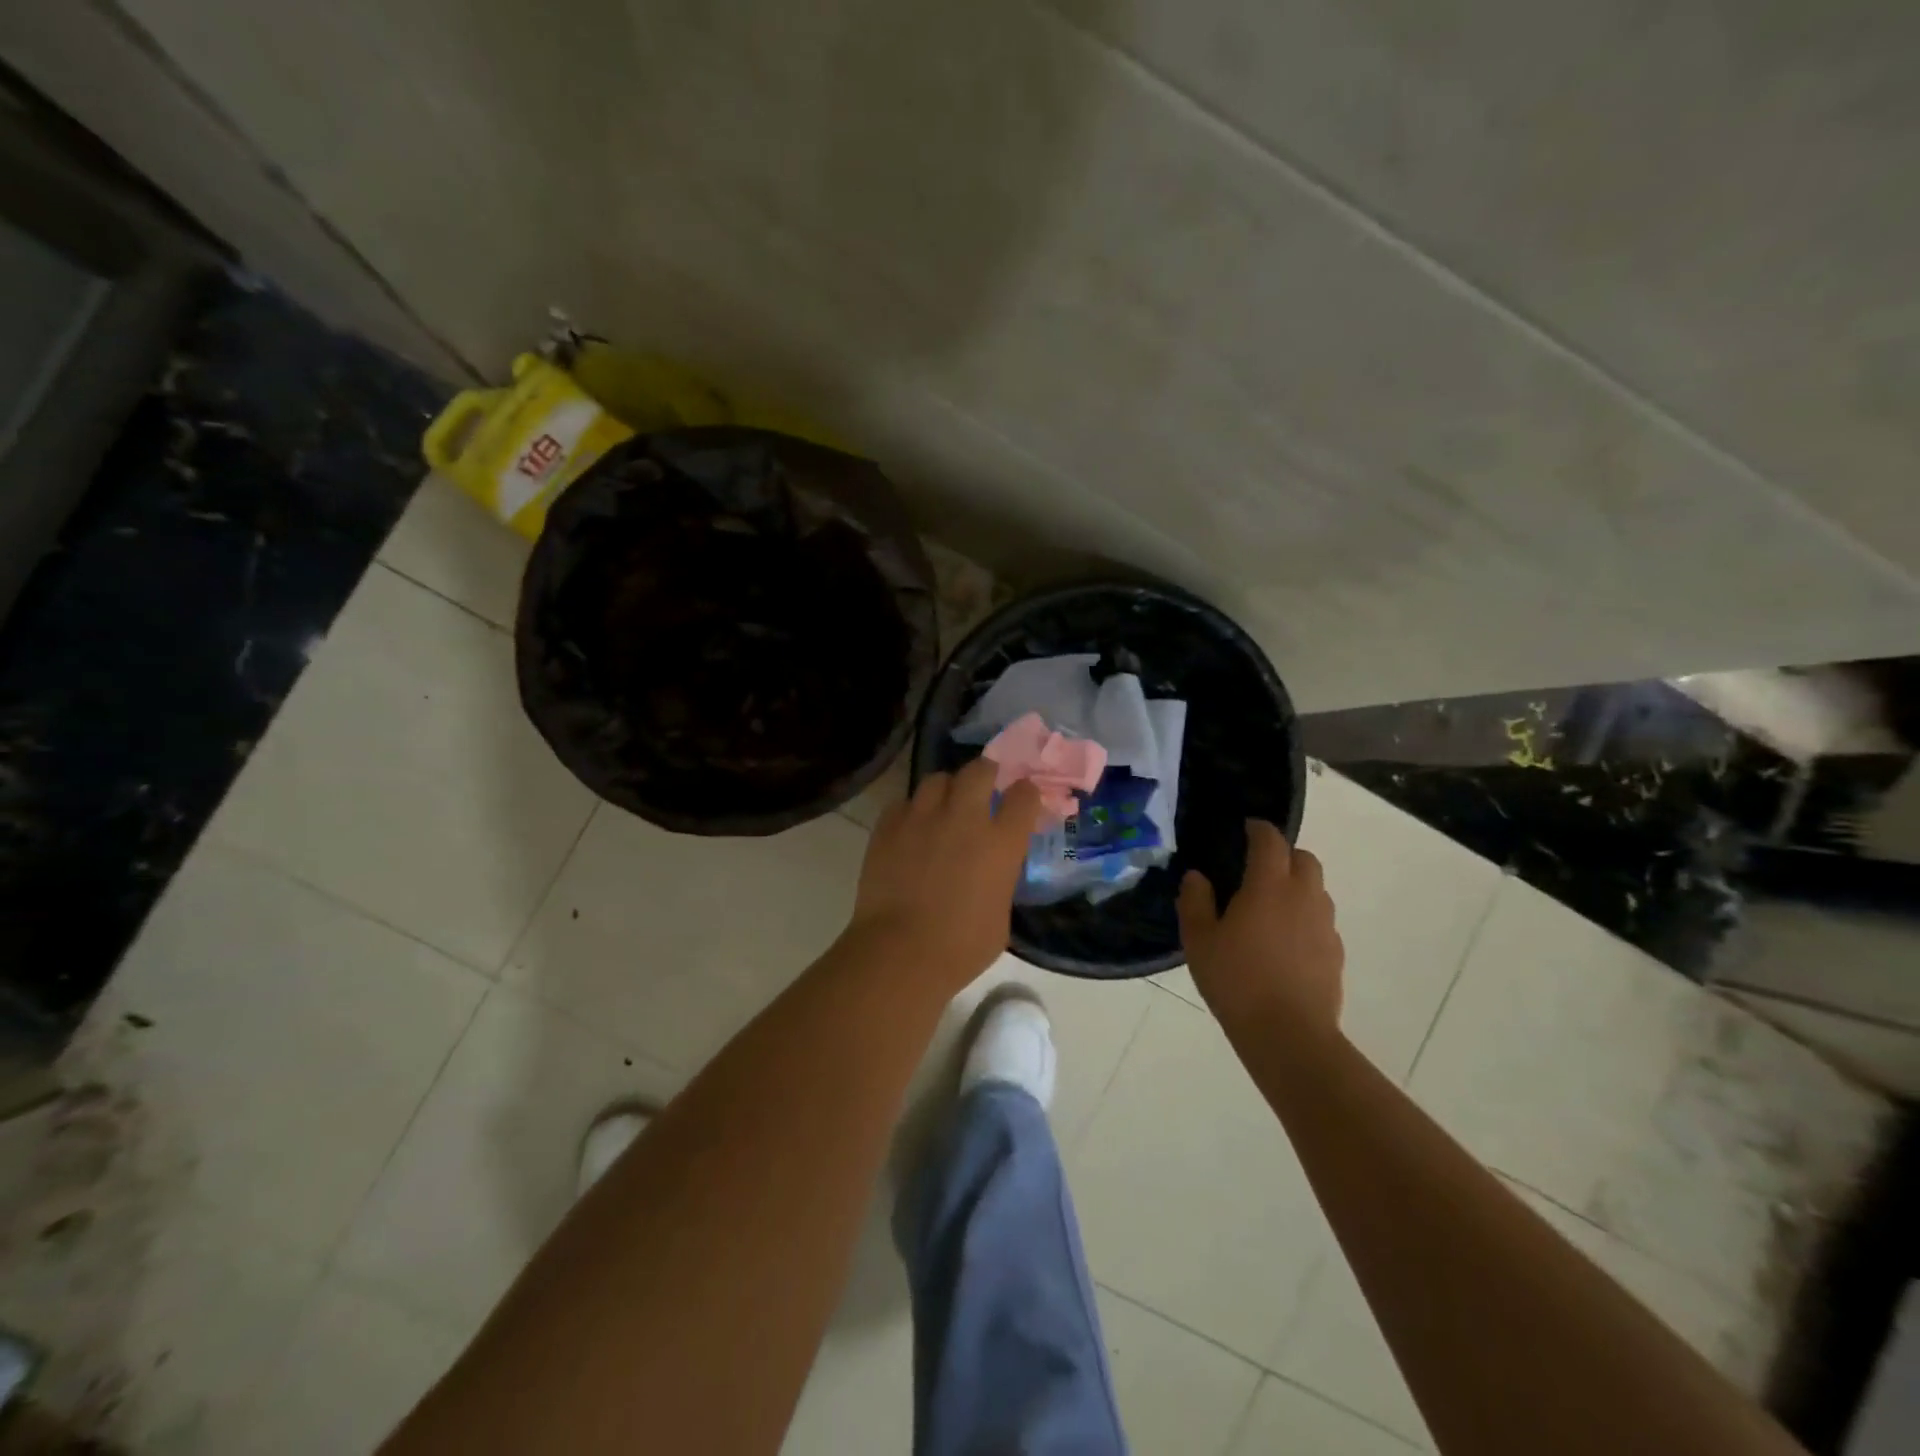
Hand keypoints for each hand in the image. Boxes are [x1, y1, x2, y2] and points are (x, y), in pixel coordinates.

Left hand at [847, 757, 1042, 991]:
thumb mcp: (1000, 916)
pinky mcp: (888, 826)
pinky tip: (912, 829)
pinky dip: (912, 811)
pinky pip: (904, 803)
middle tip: (984, 787)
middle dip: (986, 773)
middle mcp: (964, 818)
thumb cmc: (961, 947)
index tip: (1023, 799)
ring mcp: (922, 817)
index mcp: (1001, 842)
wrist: (900, 952)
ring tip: (944, 806)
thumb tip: (993, 872)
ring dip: (947, 789)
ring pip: (938, 779)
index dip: (1026, 793)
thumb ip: (1000, 881)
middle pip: (980, 770)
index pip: (1024, 795)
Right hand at [1177, 819, 1343, 1035]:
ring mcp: (1325, 925)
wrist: (1289, 1035)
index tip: (1246, 828)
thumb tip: (1197, 877)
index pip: (1270, 841)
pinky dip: (1305, 918)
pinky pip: (1320, 921)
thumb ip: (1195, 901)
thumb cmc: (1236, 980)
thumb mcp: (1199, 940)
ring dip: (1297, 886)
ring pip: (1316, 889)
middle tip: (1258, 869)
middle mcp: (1303, 896)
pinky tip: (1284, 943)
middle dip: (1284, 854)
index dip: (1259, 829)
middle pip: (1304, 858)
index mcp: (1269, 885)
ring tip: (1270, 907)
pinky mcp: (1335, 953)